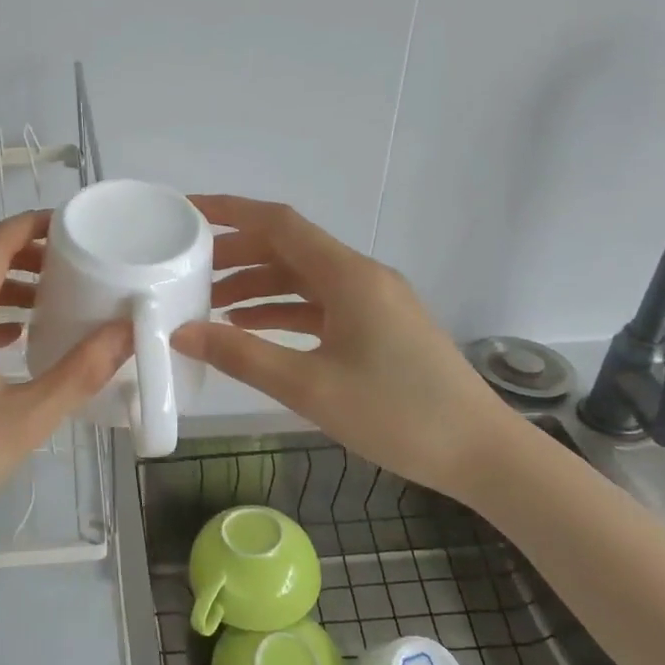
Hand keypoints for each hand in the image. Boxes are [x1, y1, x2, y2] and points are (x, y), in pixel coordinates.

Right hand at [171, 195, 516, 503]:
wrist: (481, 453)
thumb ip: (242, 356)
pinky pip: (319, 305)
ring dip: (257, 285)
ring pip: (302, 278)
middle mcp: (361, 276)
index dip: (231, 212)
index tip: (187, 211)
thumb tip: (182, 333)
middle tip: (187, 269)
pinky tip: (251, 329)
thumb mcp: (310, 387)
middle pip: (288, 248)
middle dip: (236, 253)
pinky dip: (282, 311)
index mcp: (348, 275)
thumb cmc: (397, 414)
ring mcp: (372, 301)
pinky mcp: (378, 326)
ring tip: (209, 304)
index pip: (279, 223)